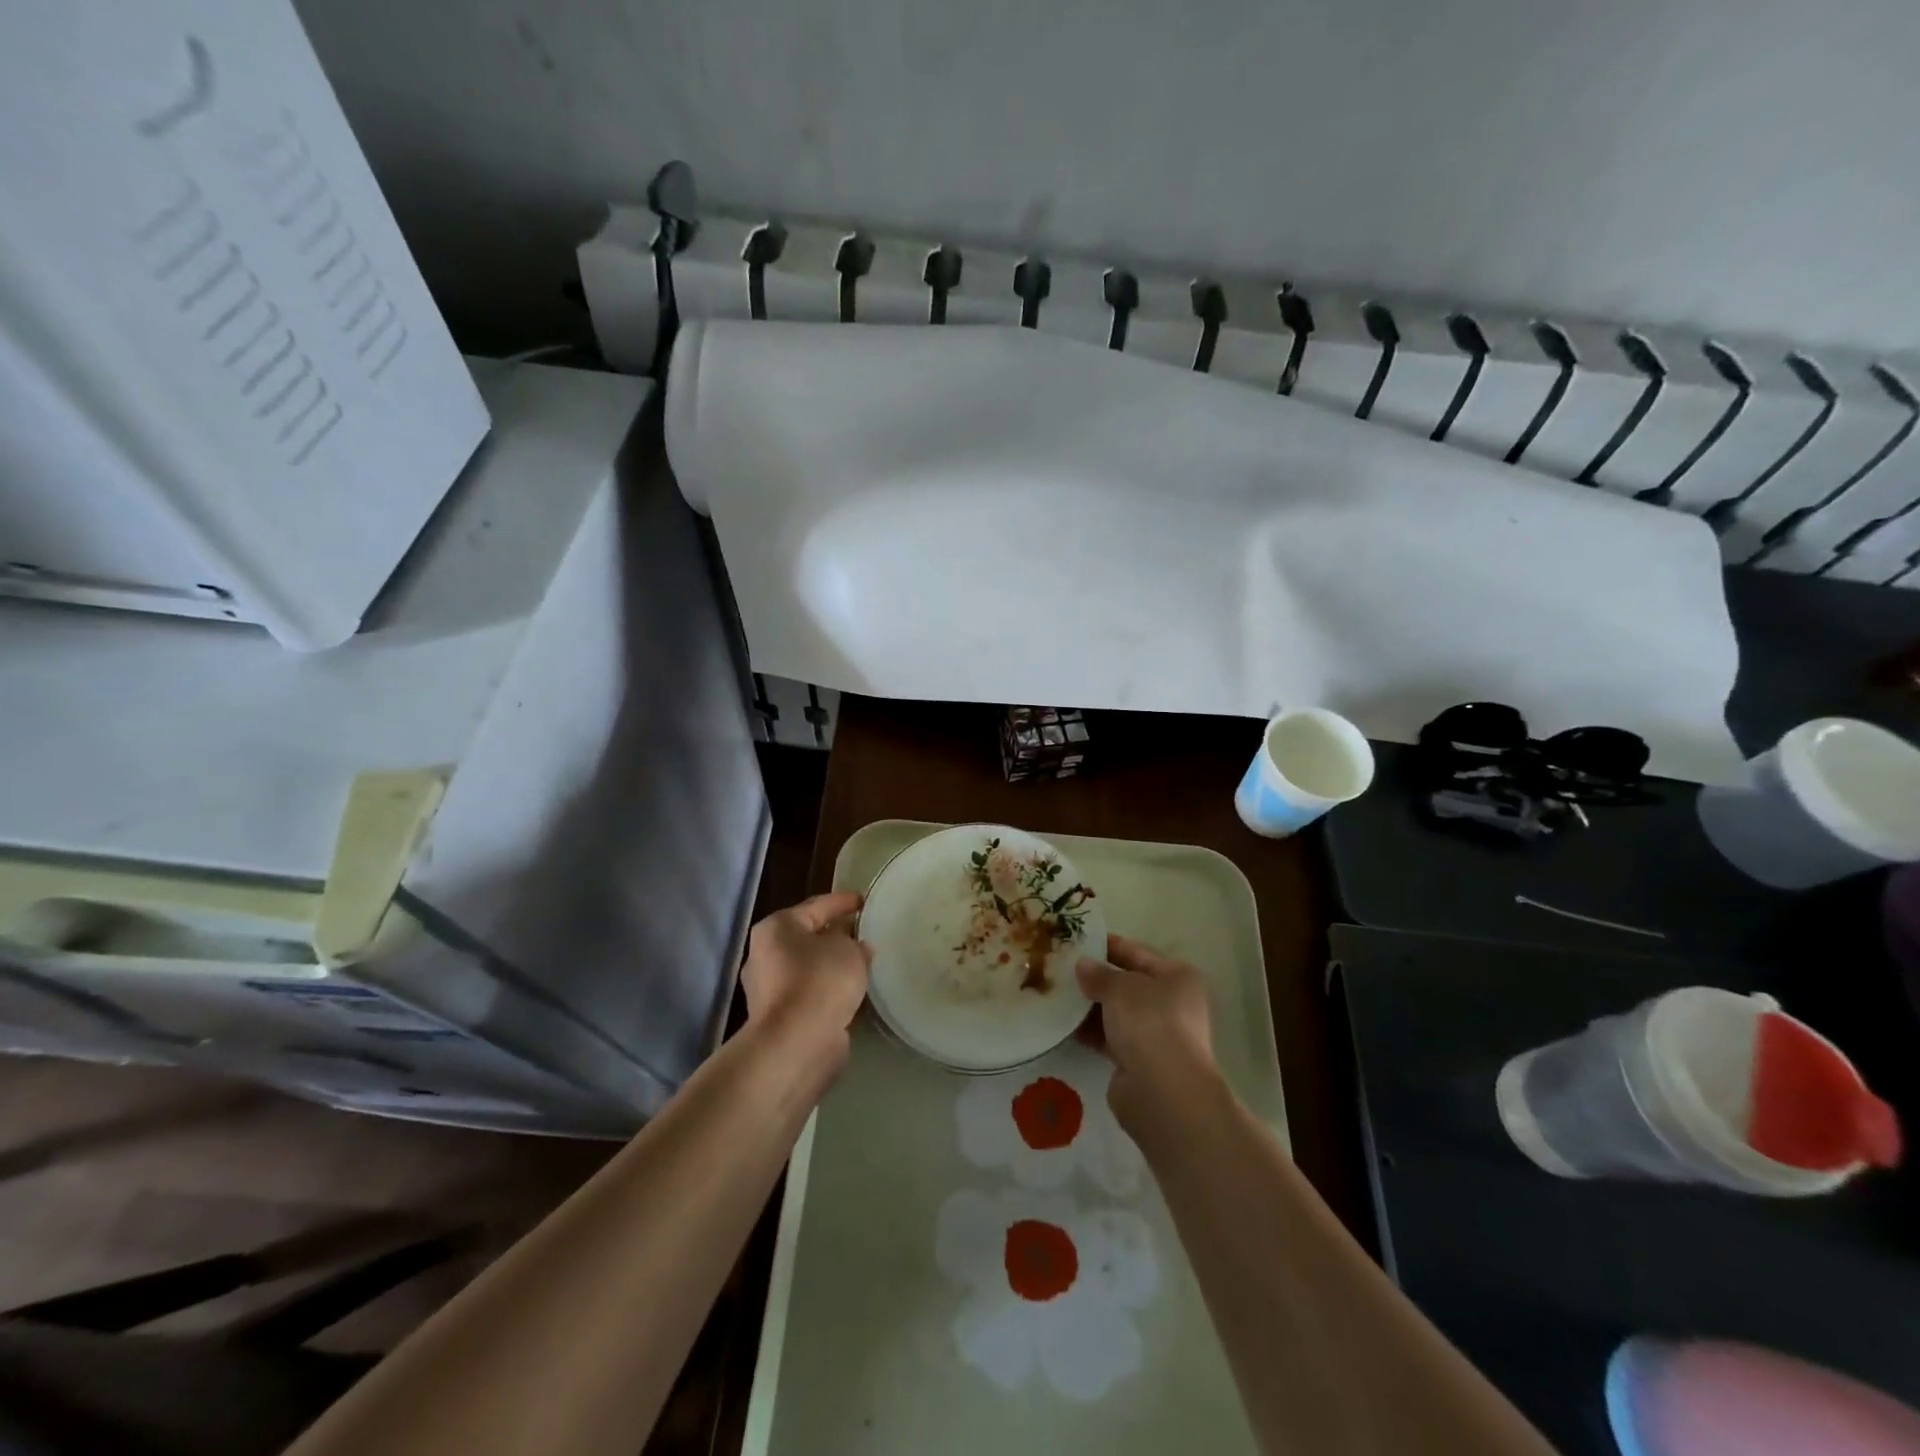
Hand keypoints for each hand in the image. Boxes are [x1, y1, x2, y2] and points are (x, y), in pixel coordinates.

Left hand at [741, 893, 872, 1075]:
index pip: (816, 906)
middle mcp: (765, 955)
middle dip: (835, 935)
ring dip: (832, 966)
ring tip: (863, 964)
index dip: (843, 901)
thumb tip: (858, 948)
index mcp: (776, 928)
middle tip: (863, 933)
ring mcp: (769, 990)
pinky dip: (829, 991)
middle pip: (808, 938)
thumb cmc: (820, 981)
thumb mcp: (848, 951)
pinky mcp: (780, 1018)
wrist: (796, 1043)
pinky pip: (811, 994)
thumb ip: (855, 944)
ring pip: (809, 968)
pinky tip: (852, 993)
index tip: (865, 901)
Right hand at [1077, 935, 1221, 1135]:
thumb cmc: (1150, 1024)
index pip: (1137, 952)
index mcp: (1177, 977)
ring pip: (1116, 1012)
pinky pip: (1109, 1038)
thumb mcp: (1121, 988)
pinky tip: (1062, 1024)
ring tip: (1055, 993)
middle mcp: (1171, 1004)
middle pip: (1127, 984)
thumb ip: (1099, 974)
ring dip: (1089, 1006)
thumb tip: (1083, 965)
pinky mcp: (1138, 1062)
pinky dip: (1089, 1031)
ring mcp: (1155, 1035)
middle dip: (1096, 978)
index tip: (1076, 940)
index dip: (1107, 946)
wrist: (1163, 1093)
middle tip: (1059, 967)